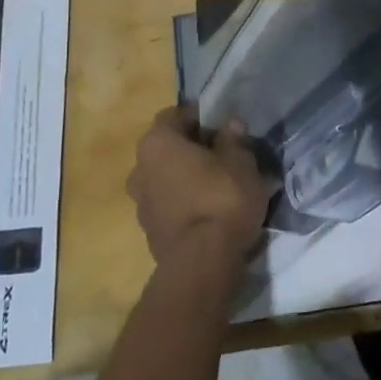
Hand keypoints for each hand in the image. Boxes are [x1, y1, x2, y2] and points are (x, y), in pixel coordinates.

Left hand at [127, 106, 270, 272]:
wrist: (202, 263)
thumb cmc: (221, 199)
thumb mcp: (240, 163)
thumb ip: (234, 140)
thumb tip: (230, 125)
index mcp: (157, 143)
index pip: (174, 116)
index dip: (198, 117)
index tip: (221, 125)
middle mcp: (140, 168)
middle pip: (167, 149)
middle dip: (192, 149)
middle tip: (223, 154)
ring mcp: (140, 203)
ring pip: (166, 178)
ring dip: (187, 177)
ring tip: (220, 185)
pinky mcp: (149, 231)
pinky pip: (169, 205)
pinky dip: (185, 202)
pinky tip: (211, 210)